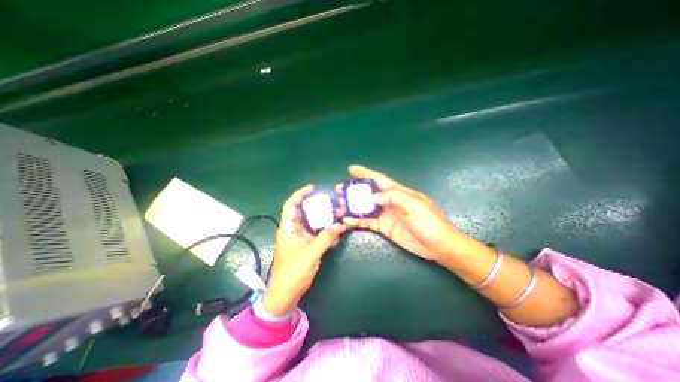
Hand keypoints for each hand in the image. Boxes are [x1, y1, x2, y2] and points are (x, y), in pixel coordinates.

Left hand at [261, 184, 345, 316]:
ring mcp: (301, 238)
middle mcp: (294, 230)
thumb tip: (339, 225)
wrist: (286, 294)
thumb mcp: (310, 253)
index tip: (313, 188)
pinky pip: (318, 233)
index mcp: (288, 228)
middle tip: (331, 200)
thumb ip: (325, 238)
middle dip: (317, 205)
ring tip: (337, 212)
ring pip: (313, 222)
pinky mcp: (307, 246)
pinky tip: (337, 228)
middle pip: (305, 211)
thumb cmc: (293, 272)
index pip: (292, 205)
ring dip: (324, 217)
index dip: (300, 194)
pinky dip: (327, 230)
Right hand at [343, 164, 464, 262]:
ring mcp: (385, 214)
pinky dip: (356, 221)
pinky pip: (367, 222)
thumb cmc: (428, 222)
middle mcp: (388, 201)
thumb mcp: (413, 205)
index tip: (351, 169)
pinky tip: (347, 221)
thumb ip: (393, 197)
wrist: (437, 245)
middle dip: (353, 190)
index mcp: (397, 192)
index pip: (378, 179)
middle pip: (367, 193)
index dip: (365, 173)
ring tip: (338, 206)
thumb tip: (372, 197)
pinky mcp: (383, 227)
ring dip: (352, 206)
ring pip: (364, 207)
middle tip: (338, 190)